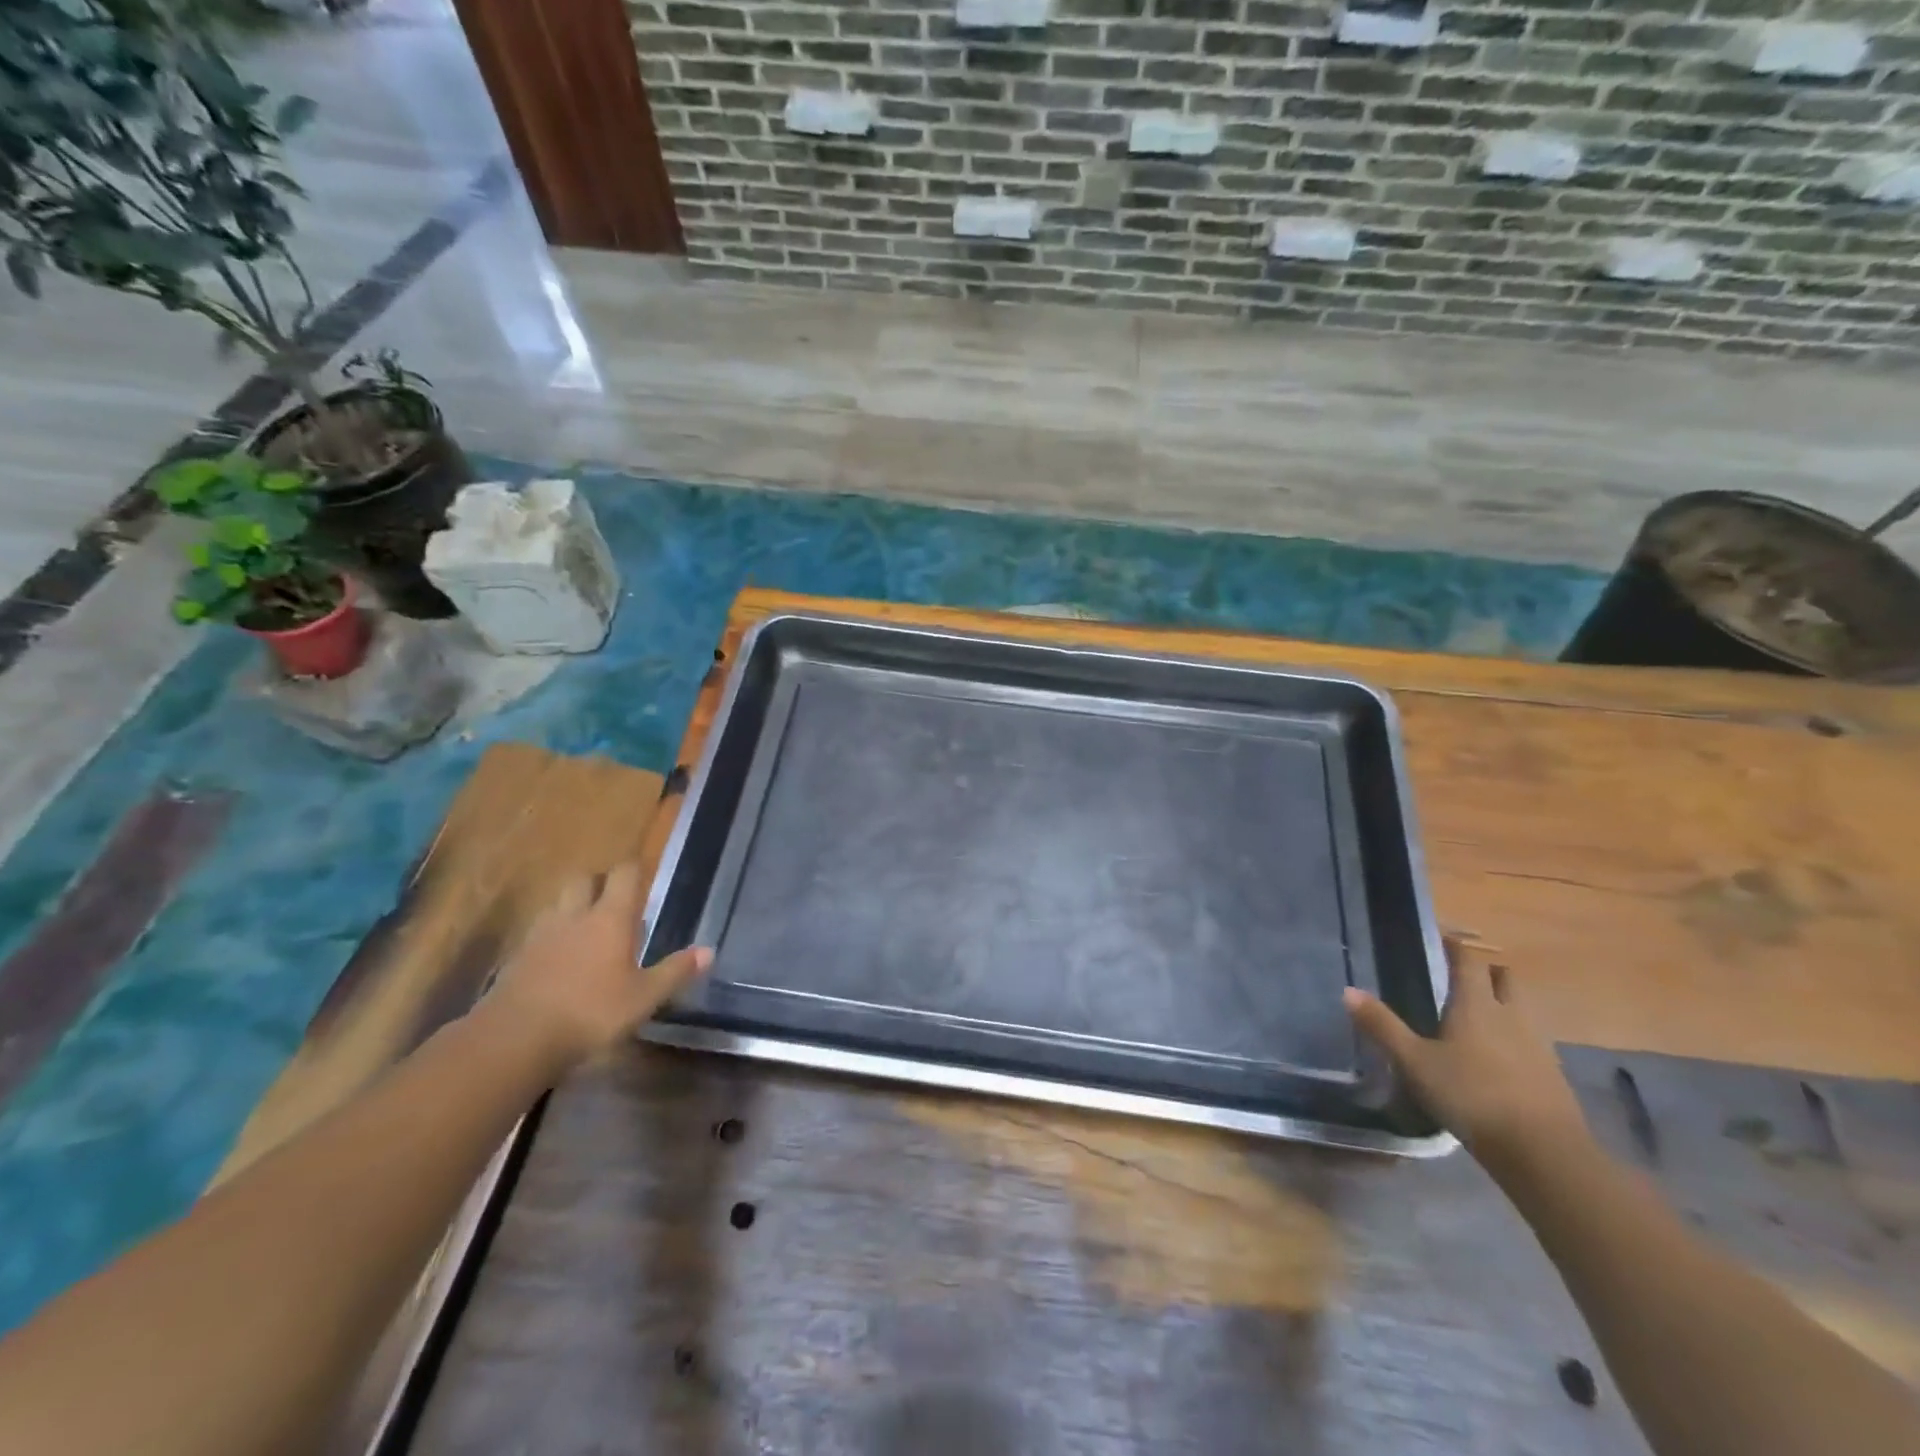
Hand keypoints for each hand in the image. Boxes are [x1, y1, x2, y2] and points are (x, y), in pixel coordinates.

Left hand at [487, 862, 710, 1070]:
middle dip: (599, 882)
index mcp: (610, 918)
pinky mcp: (516, 959)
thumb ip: (675, 972)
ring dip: (573, 907)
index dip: (635, 868)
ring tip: (587, 929)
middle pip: (584, 880)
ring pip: (558, 904)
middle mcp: (575, 916)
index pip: (624, 874)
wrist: (514, 1040)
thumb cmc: (590, 1012)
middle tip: (615, 900)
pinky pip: (538, 933)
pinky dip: (552, 937)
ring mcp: (540, 935)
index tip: (645, 872)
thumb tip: (709, 951)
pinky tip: (560, 960)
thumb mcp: (643, 997)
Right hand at [1345, 937, 1588, 1172]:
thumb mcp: (1414, 1062)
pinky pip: (1532, 1041)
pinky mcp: (1553, 1076)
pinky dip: (1515, 1039)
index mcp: (1477, 1004)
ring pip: (1521, 1009)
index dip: (1455, 944)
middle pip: (1504, 978)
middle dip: (1486, 971)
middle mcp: (1511, 1015)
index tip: (1441, 936)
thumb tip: (1348, 990)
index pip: (1468, 959)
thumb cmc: (1471, 1095)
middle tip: (1460, 977)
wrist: (1544, 1153)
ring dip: (1504, 1003)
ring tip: (1477, 1016)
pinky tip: (1498, 1058)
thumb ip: (1382, 1026)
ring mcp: (1538, 1046)